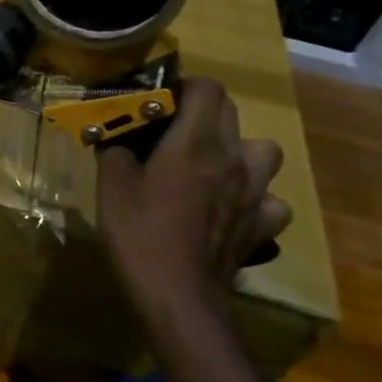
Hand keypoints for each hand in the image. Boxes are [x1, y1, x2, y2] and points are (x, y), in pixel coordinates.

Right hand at [96, 77, 291, 320]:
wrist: (178, 293)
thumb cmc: (140, 233)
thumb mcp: (111, 186)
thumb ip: (115, 151)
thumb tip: (115, 138)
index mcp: (196, 142)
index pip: (208, 88)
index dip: (184, 87)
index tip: (160, 102)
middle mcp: (234, 158)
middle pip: (231, 113)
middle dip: (203, 114)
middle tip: (173, 133)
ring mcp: (256, 192)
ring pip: (263, 151)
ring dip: (239, 151)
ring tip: (213, 167)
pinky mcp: (263, 225)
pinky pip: (270, 199)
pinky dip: (255, 198)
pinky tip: (232, 208)